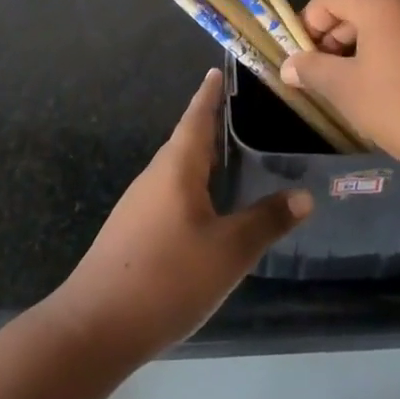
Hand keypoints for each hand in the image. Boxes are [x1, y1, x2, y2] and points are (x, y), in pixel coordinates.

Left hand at [48, 69, 311, 368]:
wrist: (95, 327)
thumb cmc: (167, 277)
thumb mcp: (228, 252)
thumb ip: (266, 222)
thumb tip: (304, 196)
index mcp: (177, 167)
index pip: (196, 117)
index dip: (209, 95)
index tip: (216, 71)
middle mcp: (154, 177)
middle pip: (186, 142)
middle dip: (209, 127)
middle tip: (238, 115)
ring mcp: (138, 205)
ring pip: (176, 171)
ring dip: (201, 161)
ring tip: (229, 160)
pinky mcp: (132, 232)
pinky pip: (168, 195)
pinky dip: (191, 189)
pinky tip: (205, 212)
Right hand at [281, 0, 399, 182]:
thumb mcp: (348, 91)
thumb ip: (313, 70)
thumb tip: (289, 65)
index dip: (309, 24)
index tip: (303, 60)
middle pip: (361, 4)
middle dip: (337, 37)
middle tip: (328, 77)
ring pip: (391, 20)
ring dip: (367, 45)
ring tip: (360, 86)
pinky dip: (398, 51)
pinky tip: (398, 90)